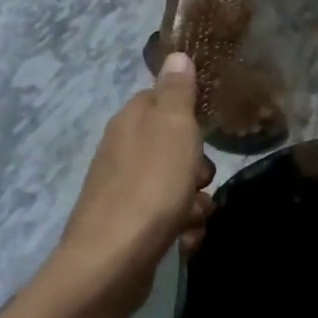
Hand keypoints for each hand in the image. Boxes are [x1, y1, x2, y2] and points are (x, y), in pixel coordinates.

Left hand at [54, 54, 214, 317]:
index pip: (162, 99)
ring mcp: (122, 191)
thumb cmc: (150, 185)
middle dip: (197, 165)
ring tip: (195, 215)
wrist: (111, 263)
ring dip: (194, 201)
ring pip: (174, 185)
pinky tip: (185, 240)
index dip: (188, 113)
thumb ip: (177, 91)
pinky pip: (165, 219)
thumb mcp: (174, 127)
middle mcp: (122, 150)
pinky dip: (180, 229)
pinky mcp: (127, 227)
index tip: (207, 130)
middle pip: (173, 146)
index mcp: (131, 120)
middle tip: (200, 178)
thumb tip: (176, 54)